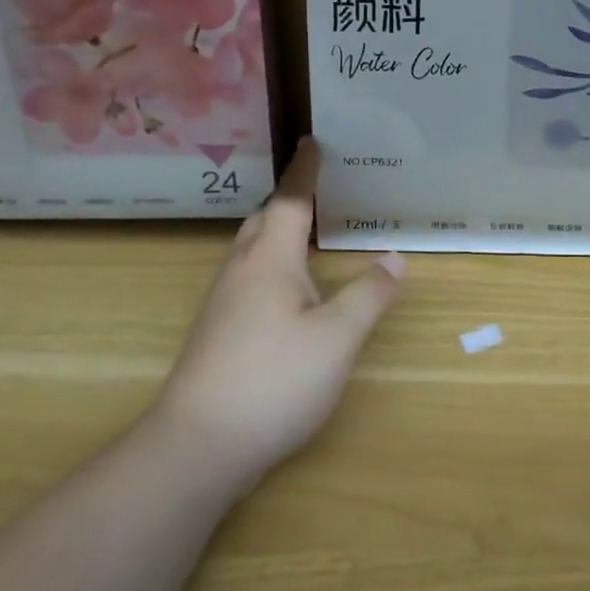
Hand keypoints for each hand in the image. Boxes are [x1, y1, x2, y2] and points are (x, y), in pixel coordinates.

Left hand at [149, 139, 403, 494]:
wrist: (195, 449)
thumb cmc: (273, 381)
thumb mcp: (337, 337)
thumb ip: (368, 294)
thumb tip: (394, 258)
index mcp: (269, 259)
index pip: (289, 201)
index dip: (305, 171)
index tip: (312, 142)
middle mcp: (241, 271)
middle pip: (262, 220)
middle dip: (287, 199)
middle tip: (316, 186)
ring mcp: (223, 304)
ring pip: (250, 249)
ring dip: (275, 230)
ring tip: (304, 231)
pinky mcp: (217, 333)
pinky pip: (247, 275)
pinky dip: (269, 261)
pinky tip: (285, 289)